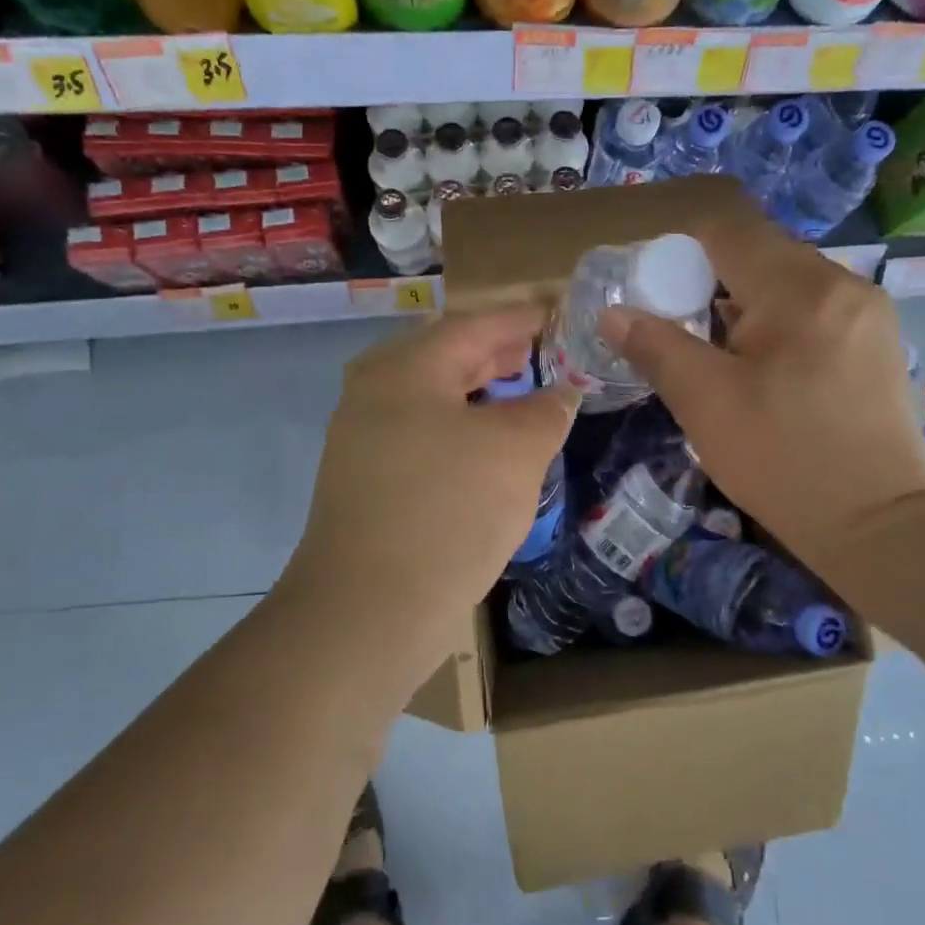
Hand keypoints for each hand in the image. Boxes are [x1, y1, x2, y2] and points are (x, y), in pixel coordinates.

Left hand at [277, 305, 577, 667]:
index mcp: (405, 369)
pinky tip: (487, 449)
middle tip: (539, 352)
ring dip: (478, 395)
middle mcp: (374, 394)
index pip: (472, 326)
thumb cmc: (449, 510)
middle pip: (445, 358)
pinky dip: (459, 430)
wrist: (369, 610)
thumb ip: (545, 412)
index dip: (518, 319)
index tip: (553, 314)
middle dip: (495, 354)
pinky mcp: (366, 482)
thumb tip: (561, 394)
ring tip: (520, 396)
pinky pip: (421, 435)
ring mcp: (363, 440)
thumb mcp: (515, 452)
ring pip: (432, 399)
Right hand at [599, 208, 924, 584]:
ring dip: (746, 306)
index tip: (656, 293)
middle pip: (760, 253)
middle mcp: (843, 283)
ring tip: (721, 357)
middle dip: (711, 283)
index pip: (728, 232)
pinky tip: (767, 371)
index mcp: (800, 288)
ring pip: (788, 283)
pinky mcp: (878, 342)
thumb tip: (613, 312)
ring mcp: (869, 312)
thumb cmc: (783, 460)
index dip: (680, 251)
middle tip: (681, 331)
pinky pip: (815, 309)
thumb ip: (656, 347)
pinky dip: (779, 324)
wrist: (877, 526)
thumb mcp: (706, 403)